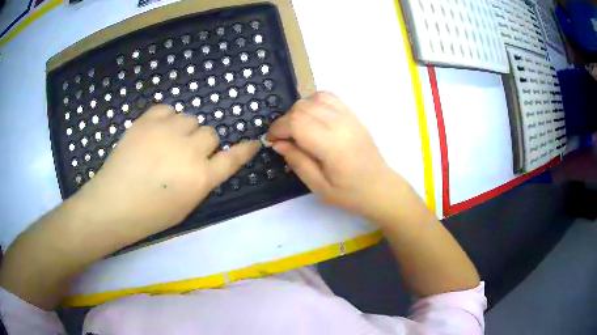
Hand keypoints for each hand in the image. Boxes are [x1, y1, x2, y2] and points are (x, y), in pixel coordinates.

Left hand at [75, 105, 260, 237]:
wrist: (113, 204)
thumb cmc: (149, 215)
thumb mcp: (185, 207)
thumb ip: (201, 181)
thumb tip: (205, 163)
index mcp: (201, 178)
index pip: (232, 159)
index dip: (244, 150)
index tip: (253, 142)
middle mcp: (189, 151)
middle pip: (210, 133)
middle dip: (201, 144)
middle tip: (183, 155)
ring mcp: (168, 131)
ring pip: (190, 119)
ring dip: (183, 130)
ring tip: (165, 143)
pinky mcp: (148, 120)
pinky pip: (168, 109)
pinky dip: (165, 119)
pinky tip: (155, 132)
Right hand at [267, 92, 409, 219]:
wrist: (380, 188)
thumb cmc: (350, 193)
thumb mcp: (318, 186)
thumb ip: (297, 161)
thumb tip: (278, 143)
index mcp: (332, 145)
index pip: (297, 122)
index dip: (278, 128)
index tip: (271, 140)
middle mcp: (341, 124)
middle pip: (302, 107)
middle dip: (285, 120)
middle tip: (284, 139)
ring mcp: (349, 116)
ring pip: (314, 98)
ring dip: (299, 110)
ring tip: (298, 128)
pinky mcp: (353, 115)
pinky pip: (329, 97)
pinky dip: (314, 102)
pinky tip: (313, 118)